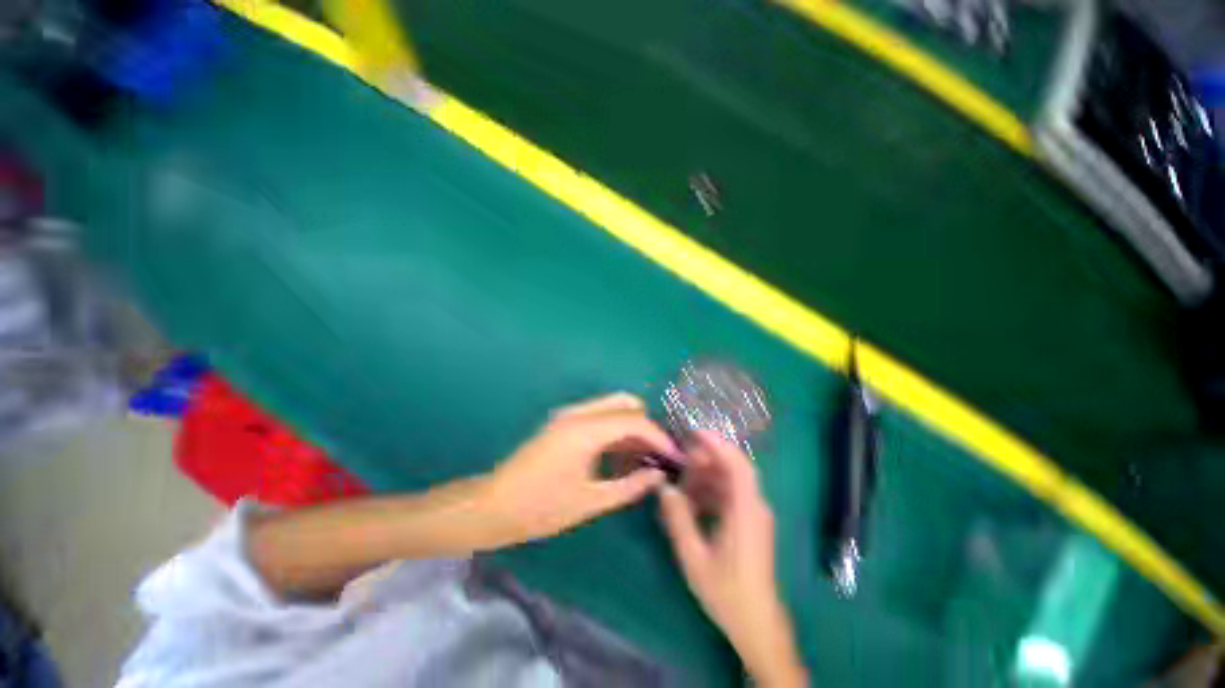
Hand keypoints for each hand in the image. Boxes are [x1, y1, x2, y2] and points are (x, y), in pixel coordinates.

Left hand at [481, 393, 681, 545]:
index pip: (634, 421)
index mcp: (585, 430)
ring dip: (631, 426)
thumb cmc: (540, 508)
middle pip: (625, 403)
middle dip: (646, 425)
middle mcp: (578, 413)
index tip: (674, 456)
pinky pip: (599, 416)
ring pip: (612, 407)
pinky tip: (620, 455)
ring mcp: (568, 415)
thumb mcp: (590, 501)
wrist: (492, 506)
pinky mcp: (563, 422)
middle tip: (657, 454)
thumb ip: (629, 486)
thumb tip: (658, 475)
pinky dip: (615, 430)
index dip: (659, 437)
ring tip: (643, 457)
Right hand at [659, 432, 807, 687]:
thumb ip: (679, 519)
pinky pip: (730, 496)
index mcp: (746, 512)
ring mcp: (754, 515)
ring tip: (681, 485)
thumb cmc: (727, 593)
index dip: (718, 444)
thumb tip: (665, 487)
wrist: (757, 624)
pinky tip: (692, 503)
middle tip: (679, 462)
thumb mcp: (694, 558)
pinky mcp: (751, 523)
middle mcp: (755, 507)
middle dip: (706, 460)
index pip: (738, 465)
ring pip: (730, 482)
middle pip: (733, 469)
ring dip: (706, 477)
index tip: (694, 433)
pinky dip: (711, 492)